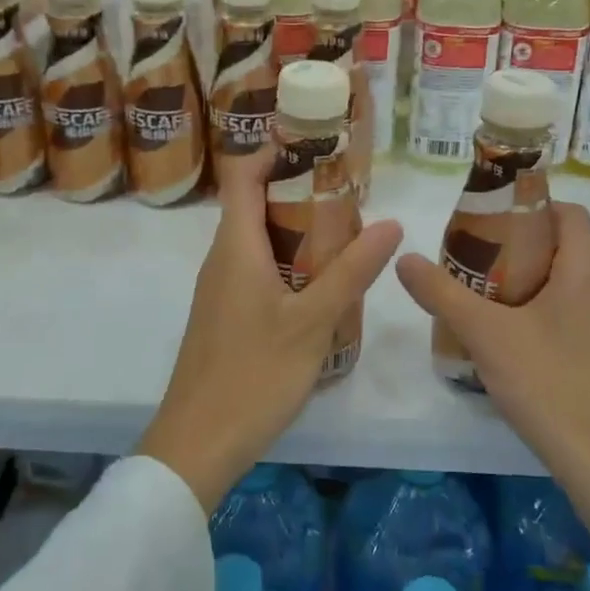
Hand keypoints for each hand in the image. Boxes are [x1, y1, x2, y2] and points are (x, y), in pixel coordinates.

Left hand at [138, 149, 403, 511]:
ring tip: (346, 235)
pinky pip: (256, 269)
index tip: (318, 145)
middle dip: (299, 191)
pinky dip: (288, 262)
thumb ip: (351, 271)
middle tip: (349, 195)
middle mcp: (222, 258)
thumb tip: (392, 222)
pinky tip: (322, 286)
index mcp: (235, 246)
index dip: (274, 151)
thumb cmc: (253, 375)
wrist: (197, 444)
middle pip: (254, 203)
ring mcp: (220, 289)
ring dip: (297, 229)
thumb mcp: (313, 322)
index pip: (243, 175)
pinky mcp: (225, 315)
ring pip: (258, 240)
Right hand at [396, 201, 589, 589]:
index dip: (536, 202)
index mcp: (583, 276)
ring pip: (556, 288)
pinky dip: (526, 315)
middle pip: (559, 249)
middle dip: (514, 244)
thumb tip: (405, 258)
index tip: (493, 212)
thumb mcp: (488, 335)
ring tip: (473, 293)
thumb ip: (444, 295)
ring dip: (517, 282)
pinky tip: (496, 340)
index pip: (572, 215)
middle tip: (468, 254)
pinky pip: (557, 320)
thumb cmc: (551, 385)